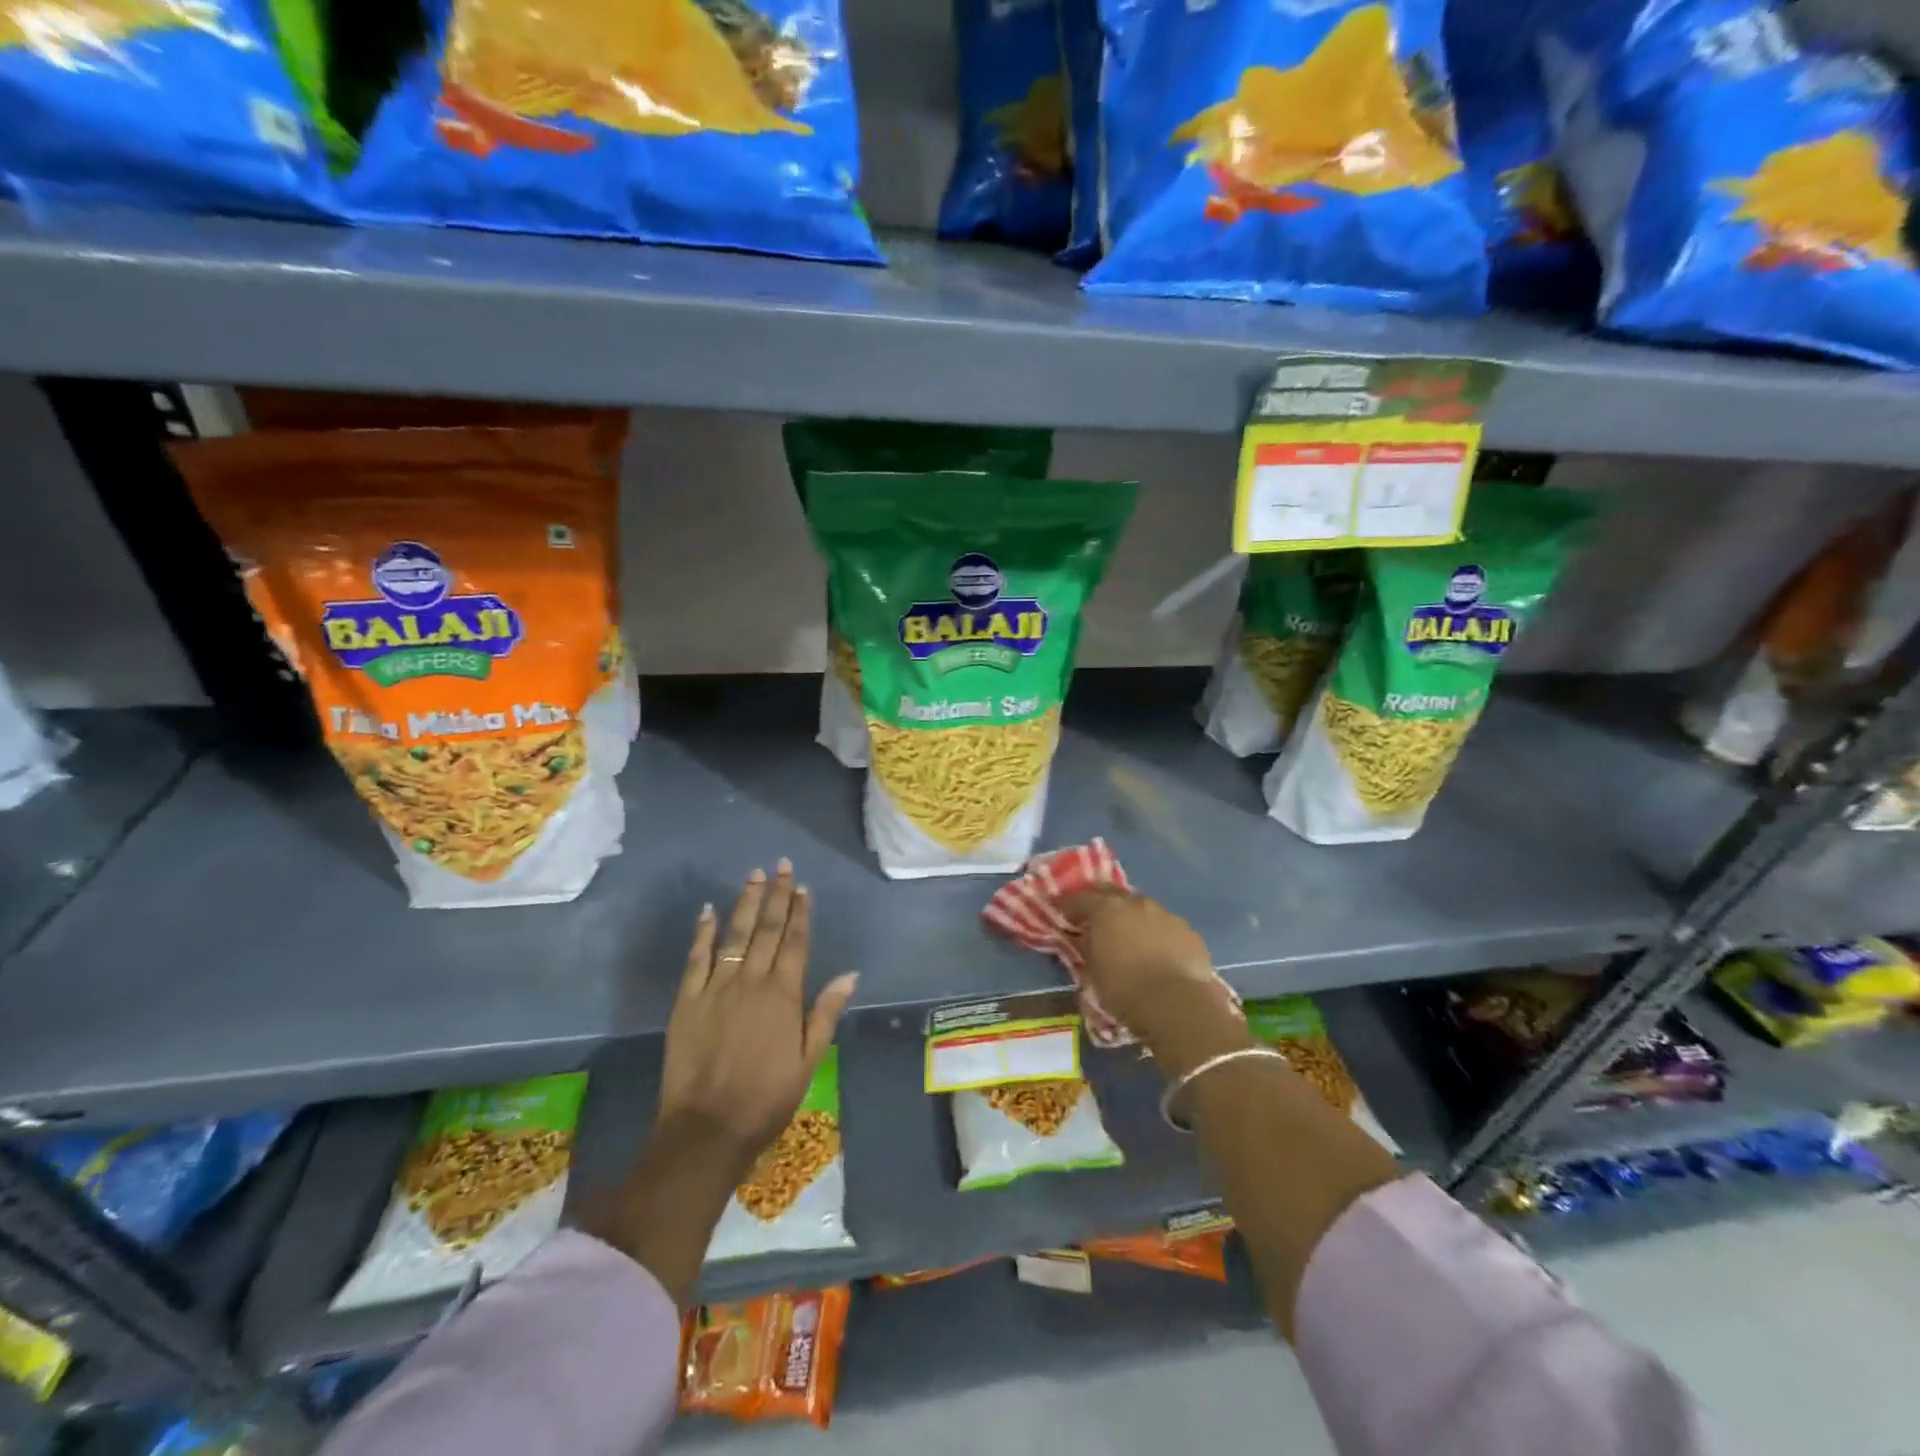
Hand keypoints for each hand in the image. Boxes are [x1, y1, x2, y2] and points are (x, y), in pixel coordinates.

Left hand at [657, 861, 858, 1172]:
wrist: (706, 1129)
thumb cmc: (766, 1099)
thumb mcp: (808, 1061)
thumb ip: (825, 1013)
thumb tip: (849, 974)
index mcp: (784, 995)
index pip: (795, 942)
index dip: (800, 913)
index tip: (803, 887)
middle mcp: (752, 982)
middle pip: (767, 930)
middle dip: (776, 895)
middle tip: (780, 865)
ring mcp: (717, 988)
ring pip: (734, 935)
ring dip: (745, 903)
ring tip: (753, 875)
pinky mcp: (687, 1001)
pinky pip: (696, 958)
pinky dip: (703, 932)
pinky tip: (708, 910)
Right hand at [1061, 887, 1220, 1040]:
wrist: (1177, 1004)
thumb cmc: (1124, 989)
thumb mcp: (1092, 971)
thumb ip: (1086, 946)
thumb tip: (1082, 936)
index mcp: (1106, 909)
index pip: (1078, 898)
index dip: (1066, 904)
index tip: (1058, 909)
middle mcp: (1135, 902)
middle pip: (1111, 892)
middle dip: (1099, 900)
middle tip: (1092, 914)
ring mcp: (1165, 913)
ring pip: (1141, 907)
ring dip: (1130, 916)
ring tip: (1127, 934)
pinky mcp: (1187, 930)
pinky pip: (1164, 925)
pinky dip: (1155, 932)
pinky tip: (1156, 950)